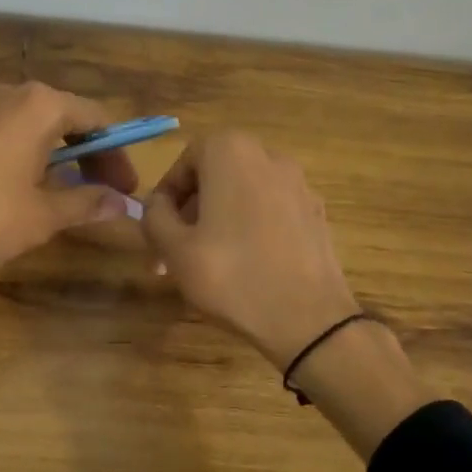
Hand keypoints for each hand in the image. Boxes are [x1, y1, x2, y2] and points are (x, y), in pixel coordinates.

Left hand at [0, 82, 138, 278]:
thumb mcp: (43, 214)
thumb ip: (87, 203)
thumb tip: (123, 204)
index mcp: (41, 105)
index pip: (98, 120)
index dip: (118, 155)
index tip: (128, 188)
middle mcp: (14, 96)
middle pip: (69, 119)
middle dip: (93, 156)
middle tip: (108, 194)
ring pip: (40, 129)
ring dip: (64, 159)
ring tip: (76, 197)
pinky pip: (14, 136)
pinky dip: (35, 159)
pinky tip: (35, 191)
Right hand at [142, 132, 360, 369]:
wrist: (307, 319)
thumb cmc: (232, 276)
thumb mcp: (175, 249)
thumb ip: (155, 216)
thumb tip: (157, 204)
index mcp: (232, 153)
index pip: (186, 158)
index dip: (167, 192)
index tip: (157, 227)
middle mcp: (269, 157)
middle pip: (217, 174)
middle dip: (191, 209)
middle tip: (174, 249)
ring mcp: (299, 185)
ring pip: (244, 194)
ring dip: (219, 219)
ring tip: (205, 262)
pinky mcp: (316, 214)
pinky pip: (270, 211)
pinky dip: (250, 227)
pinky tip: (244, 265)